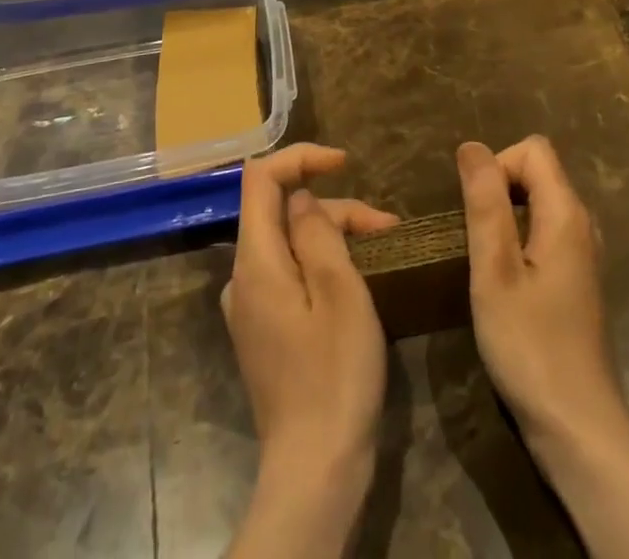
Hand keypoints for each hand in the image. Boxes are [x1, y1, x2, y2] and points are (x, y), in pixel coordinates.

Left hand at [224, 143, 398, 488]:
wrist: (314, 471)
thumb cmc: (335, 376)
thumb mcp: (340, 293)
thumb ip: (317, 233)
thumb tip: (300, 199)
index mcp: (255, 262)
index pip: (260, 178)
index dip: (301, 157)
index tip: (344, 162)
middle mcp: (242, 278)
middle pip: (281, 212)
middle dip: (334, 207)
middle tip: (386, 228)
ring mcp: (250, 307)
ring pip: (289, 242)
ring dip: (333, 235)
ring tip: (382, 250)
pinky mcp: (263, 330)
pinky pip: (288, 273)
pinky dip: (321, 263)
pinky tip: (354, 279)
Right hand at [457, 136, 628, 451]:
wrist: (578, 429)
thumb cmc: (530, 346)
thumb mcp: (494, 271)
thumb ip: (485, 203)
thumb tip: (471, 146)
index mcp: (566, 213)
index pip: (533, 149)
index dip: (498, 165)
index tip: (476, 212)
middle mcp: (582, 224)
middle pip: (538, 172)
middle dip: (499, 189)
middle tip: (474, 239)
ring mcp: (584, 255)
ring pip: (540, 204)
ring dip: (506, 217)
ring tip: (484, 261)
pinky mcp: (578, 281)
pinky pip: (545, 233)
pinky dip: (519, 241)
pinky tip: (505, 284)